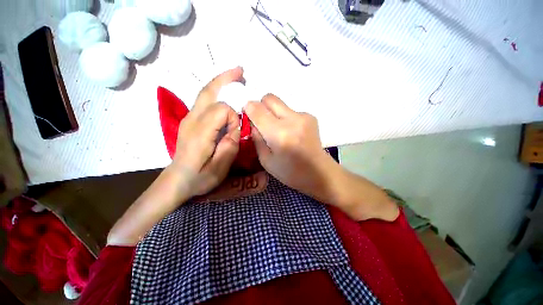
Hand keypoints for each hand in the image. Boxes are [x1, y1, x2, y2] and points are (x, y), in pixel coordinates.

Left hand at [171, 67, 243, 196]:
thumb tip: (235, 129)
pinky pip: (204, 100)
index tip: (236, 133)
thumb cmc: (199, 177)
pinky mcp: (190, 120)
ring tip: (236, 77)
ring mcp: (189, 118)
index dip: (233, 118)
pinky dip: (216, 92)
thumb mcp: (218, 169)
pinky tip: (225, 92)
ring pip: (205, 93)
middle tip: (241, 71)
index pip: (221, 110)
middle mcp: (192, 120)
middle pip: (209, 92)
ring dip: (221, 83)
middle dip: (225, 79)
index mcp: (199, 132)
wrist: (177, 181)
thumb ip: (229, 147)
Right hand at [244, 94, 336, 202]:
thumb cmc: (291, 173)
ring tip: (279, 132)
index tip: (248, 115)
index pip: (257, 109)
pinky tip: (291, 133)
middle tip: (262, 122)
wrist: (320, 173)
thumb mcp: (266, 161)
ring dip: (274, 114)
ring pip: (280, 104)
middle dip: (261, 106)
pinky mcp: (310, 117)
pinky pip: (290, 111)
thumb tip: (253, 123)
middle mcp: (292, 120)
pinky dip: (285, 118)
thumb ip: (257, 139)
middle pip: (269, 98)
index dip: (249, 109)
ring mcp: (304, 116)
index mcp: (279, 135)